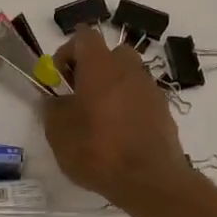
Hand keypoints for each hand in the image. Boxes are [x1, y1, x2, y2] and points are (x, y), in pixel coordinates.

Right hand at [44, 26, 195, 209]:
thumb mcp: (58, 132)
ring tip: (99, 119)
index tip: (59, 78)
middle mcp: (129, 69)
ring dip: (112, 89)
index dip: (67, 52)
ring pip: (128, 77)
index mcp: (101, 66)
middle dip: (93, 69)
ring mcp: (150, 89)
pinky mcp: (164, 111)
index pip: (84, 37)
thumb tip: (56, 100)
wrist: (149, 179)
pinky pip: (141, 99)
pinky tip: (119, 136)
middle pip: (111, 54)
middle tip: (79, 96)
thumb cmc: (97, 149)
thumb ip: (53, 108)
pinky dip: (129, 108)